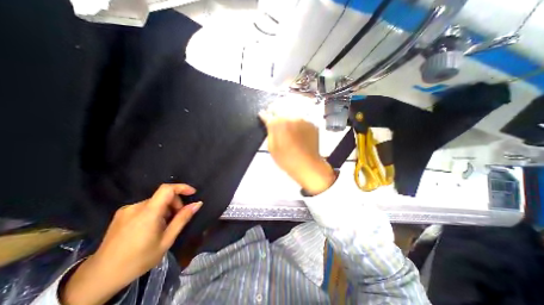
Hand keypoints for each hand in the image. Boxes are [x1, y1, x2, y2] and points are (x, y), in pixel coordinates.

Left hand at [61, 183, 201, 304]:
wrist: (98, 277)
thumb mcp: (166, 240)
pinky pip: (145, 206)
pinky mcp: (121, 214)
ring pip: (155, 202)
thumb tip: (198, 203)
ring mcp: (126, 210)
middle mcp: (136, 207)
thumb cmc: (138, 260)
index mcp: (148, 213)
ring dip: (165, 209)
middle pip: (163, 196)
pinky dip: (155, 211)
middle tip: (177, 219)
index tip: (192, 193)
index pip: (167, 189)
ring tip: (163, 226)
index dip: (182, 187)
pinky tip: (151, 227)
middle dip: (175, 204)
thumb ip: (182, 219)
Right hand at [259, 110, 335, 193]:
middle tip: (273, 116)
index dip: (264, 115)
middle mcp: (291, 117)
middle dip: (274, 111)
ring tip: (285, 121)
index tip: (263, 115)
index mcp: (278, 124)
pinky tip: (295, 126)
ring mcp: (303, 119)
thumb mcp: (272, 148)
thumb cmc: (286, 160)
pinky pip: (301, 117)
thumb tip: (267, 120)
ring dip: (286, 113)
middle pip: (280, 108)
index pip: (267, 115)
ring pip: (291, 110)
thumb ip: (269, 132)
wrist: (308, 165)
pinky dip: (296, 119)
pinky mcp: (311, 123)